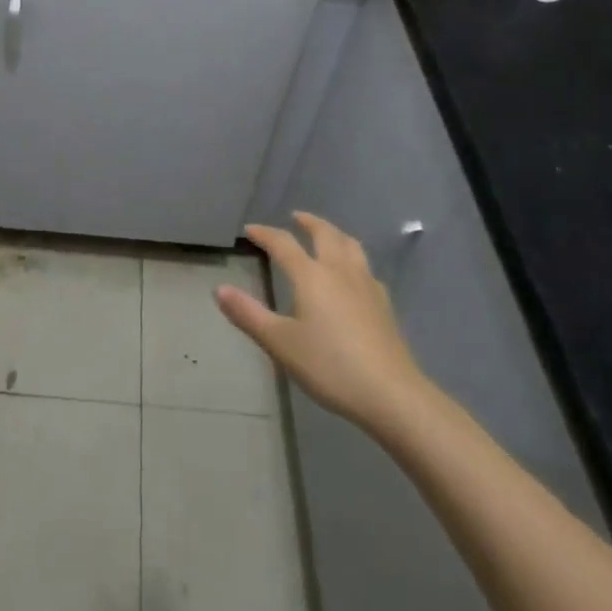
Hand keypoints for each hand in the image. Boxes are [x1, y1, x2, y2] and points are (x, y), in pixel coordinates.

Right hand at [216, 211, 430, 437]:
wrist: (391, 393)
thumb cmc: (330, 366)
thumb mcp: (281, 343)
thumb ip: (249, 315)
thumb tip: (219, 290)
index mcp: (311, 276)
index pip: (284, 244)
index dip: (265, 234)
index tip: (250, 229)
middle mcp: (340, 271)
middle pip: (325, 234)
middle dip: (308, 222)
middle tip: (296, 217)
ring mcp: (366, 285)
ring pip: (351, 246)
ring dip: (334, 234)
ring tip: (326, 235)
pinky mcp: (384, 304)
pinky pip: (366, 268)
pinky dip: (353, 260)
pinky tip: (353, 276)